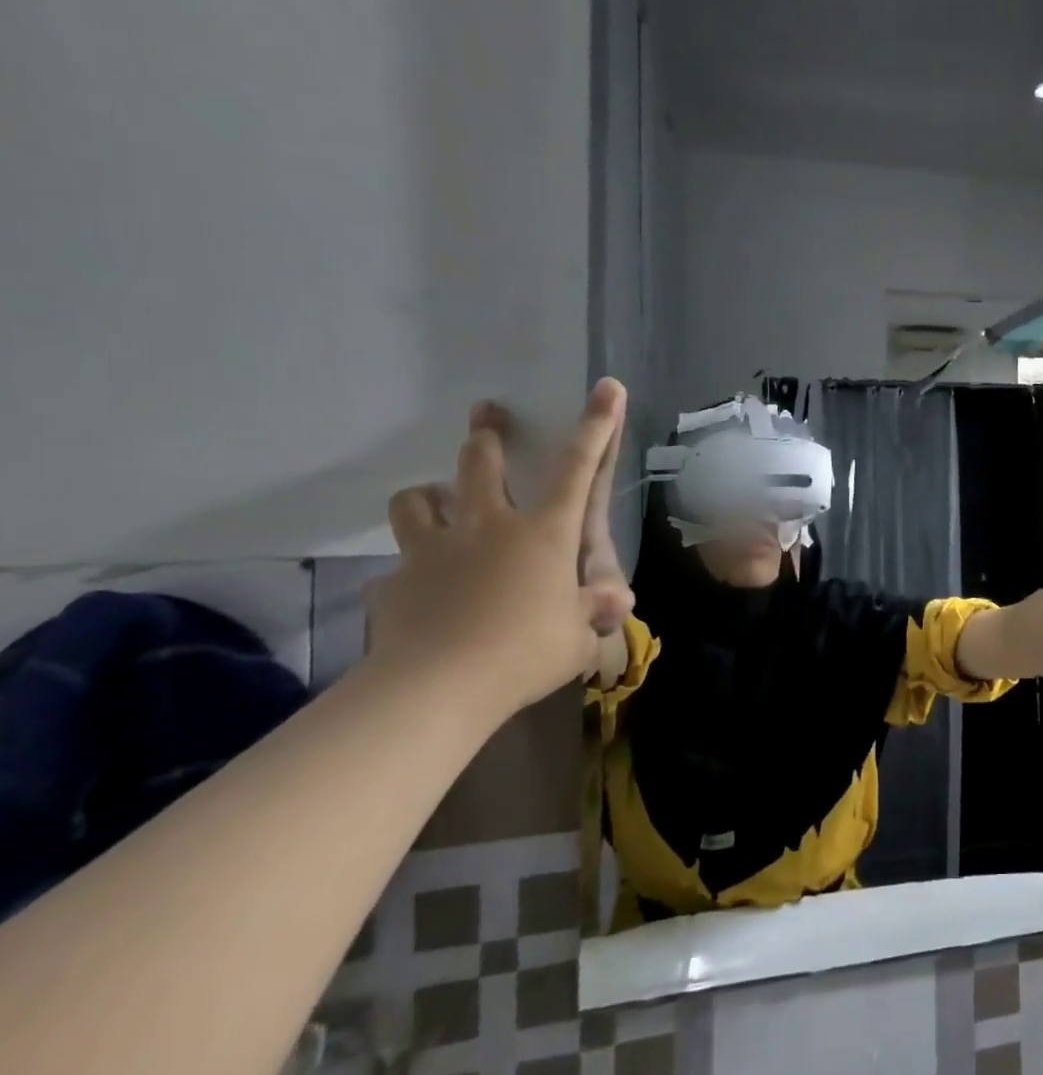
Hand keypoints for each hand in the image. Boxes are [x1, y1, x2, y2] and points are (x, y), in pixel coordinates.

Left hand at [365, 379, 630, 717]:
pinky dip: (408, 573)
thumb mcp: (579, 636)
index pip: (578, 468)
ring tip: (433, 501)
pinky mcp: (394, 583)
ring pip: (417, 501)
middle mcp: (488, 527)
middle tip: (486, 414)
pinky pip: (396, 569)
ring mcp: (434, 551)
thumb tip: (616, 601)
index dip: (596, 426)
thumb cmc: (527, 652)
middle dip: (486, 434)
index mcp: (544, 533)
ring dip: (427, 496)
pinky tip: (416, 593)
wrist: (437, 688)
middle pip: (480, 464)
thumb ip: (593, 612)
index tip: (606, 387)